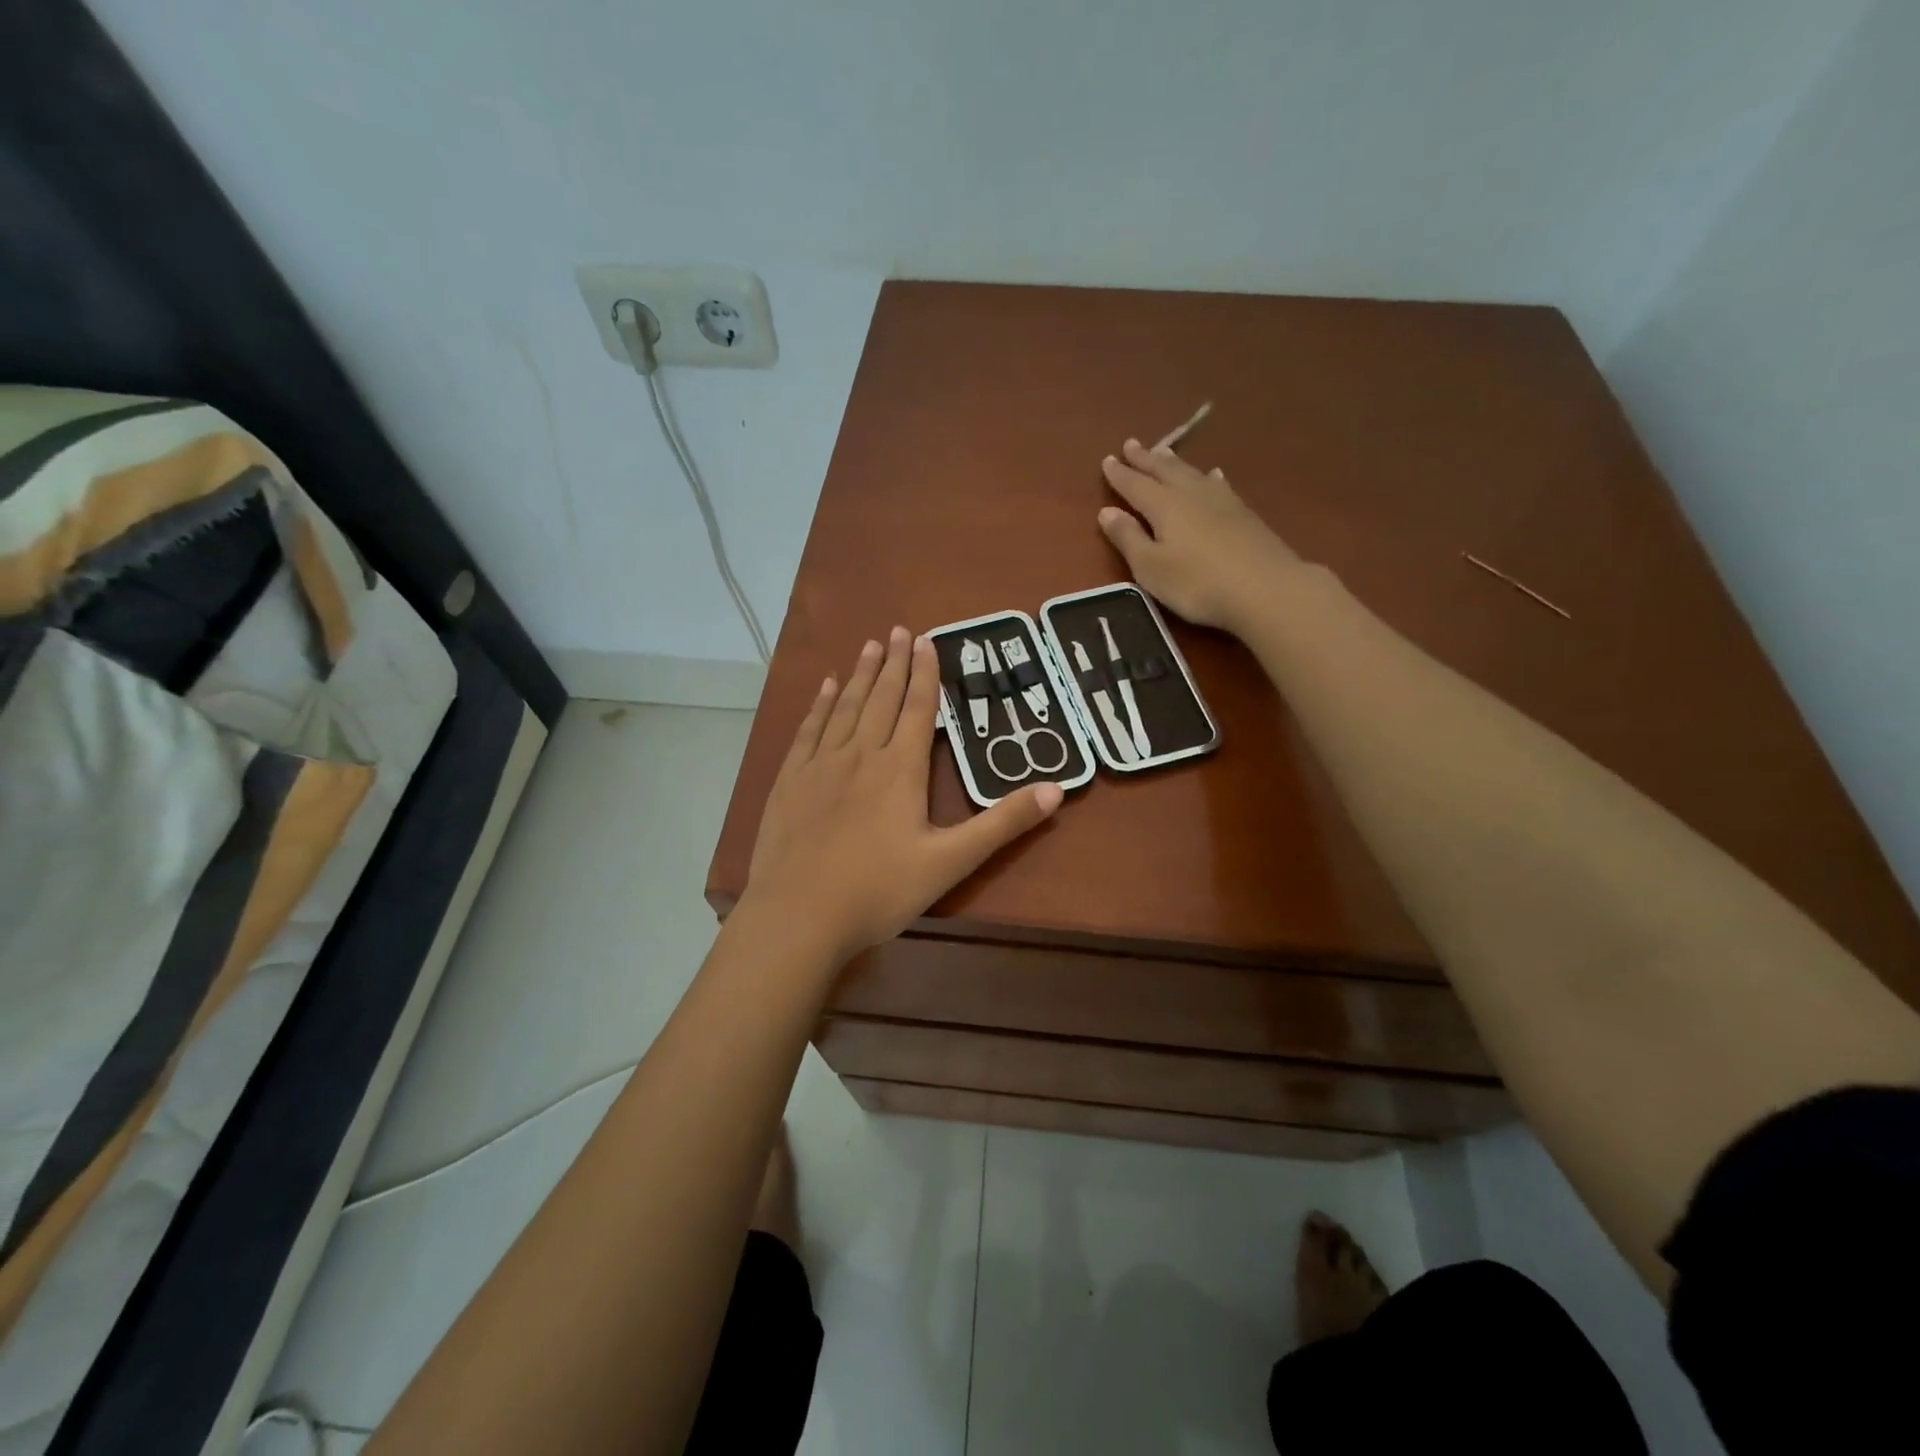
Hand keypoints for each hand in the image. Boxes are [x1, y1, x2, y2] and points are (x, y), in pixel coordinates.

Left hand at [743, 627, 1062, 964]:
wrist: (798, 916)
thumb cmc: (878, 891)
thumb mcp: (950, 862)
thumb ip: (1002, 824)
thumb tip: (1055, 789)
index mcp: (899, 769)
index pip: (916, 708)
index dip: (924, 673)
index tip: (926, 640)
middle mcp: (860, 754)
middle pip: (880, 698)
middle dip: (893, 663)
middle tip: (899, 630)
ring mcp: (820, 765)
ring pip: (844, 707)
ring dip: (859, 674)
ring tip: (869, 645)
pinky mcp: (789, 781)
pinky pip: (808, 729)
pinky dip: (819, 704)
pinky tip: (824, 687)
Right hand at [1099, 438, 1305, 633]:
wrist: (1265, 588)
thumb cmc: (1197, 583)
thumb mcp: (1151, 567)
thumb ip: (1128, 538)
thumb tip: (1107, 511)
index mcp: (1164, 506)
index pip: (1135, 485)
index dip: (1120, 474)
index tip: (1107, 460)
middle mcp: (1191, 494)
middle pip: (1164, 471)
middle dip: (1145, 459)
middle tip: (1131, 444)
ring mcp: (1222, 501)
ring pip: (1192, 473)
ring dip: (1174, 463)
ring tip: (1163, 452)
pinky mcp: (1244, 514)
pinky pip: (1218, 484)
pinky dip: (1208, 477)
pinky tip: (1213, 475)